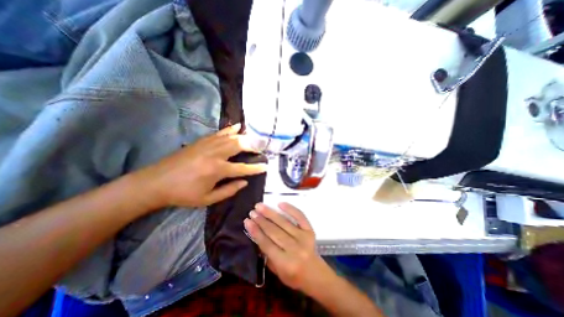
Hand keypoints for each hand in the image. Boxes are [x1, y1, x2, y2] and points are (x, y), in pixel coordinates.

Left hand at [137, 126, 267, 209]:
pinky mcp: (201, 141)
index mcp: (217, 170)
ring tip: (254, 138)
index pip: (243, 168)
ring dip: (244, 137)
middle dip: (253, 145)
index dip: (256, 168)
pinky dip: (230, 129)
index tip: (265, 166)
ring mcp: (207, 145)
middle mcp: (215, 154)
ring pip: (231, 137)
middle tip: (261, 147)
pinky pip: (219, 133)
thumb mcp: (207, 199)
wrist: (155, 182)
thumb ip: (229, 190)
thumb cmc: (183, 194)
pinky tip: (237, 126)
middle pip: (239, 145)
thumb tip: (244, 182)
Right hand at [245, 203, 331, 291]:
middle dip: (261, 221)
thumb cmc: (294, 276)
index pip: (267, 244)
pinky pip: (300, 217)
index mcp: (285, 263)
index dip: (256, 232)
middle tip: (252, 212)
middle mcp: (295, 249)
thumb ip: (267, 255)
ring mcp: (303, 238)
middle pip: (274, 232)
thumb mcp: (277, 272)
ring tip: (260, 206)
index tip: (247, 221)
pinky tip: (280, 204)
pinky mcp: (310, 230)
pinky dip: (290, 209)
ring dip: (270, 213)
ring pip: (284, 223)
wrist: (316, 274)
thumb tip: (257, 235)